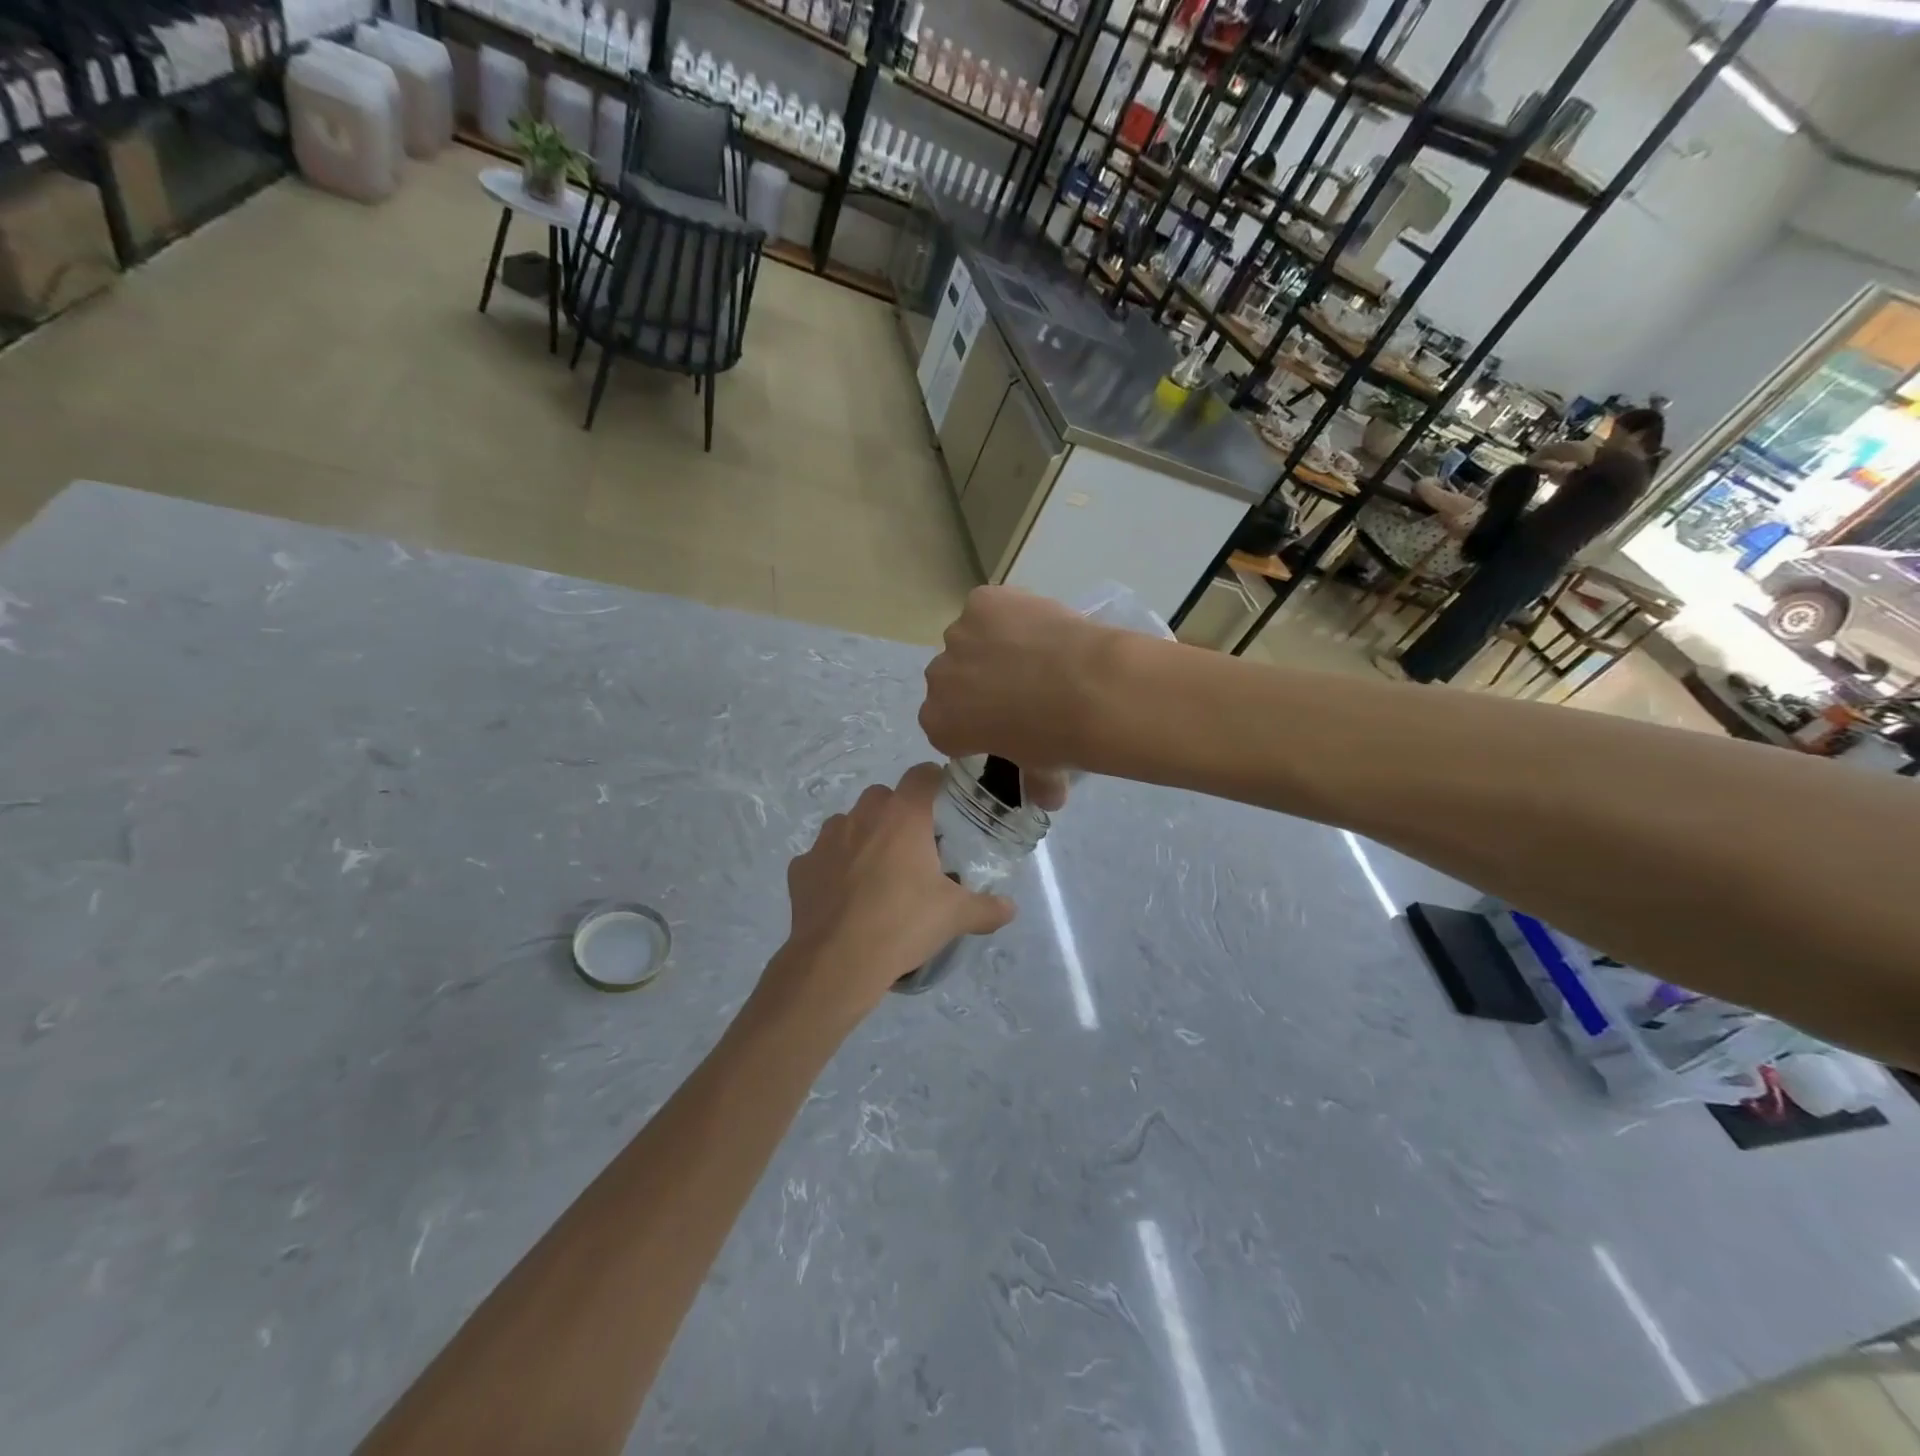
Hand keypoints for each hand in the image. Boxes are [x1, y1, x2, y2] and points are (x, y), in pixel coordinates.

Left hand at [767, 763, 1014, 1022]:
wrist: (837, 962)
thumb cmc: (903, 925)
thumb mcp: (955, 917)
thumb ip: (987, 908)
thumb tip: (1010, 908)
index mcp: (903, 816)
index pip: (923, 775)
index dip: (936, 783)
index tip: (944, 804)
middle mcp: (862, 816)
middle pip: (884, 797)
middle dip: (898, 814)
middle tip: (914, 849)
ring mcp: (826, 839)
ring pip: (850, 823)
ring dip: (864, 837)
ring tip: (876, 874)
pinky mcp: (801, 866)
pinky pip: (822, 856)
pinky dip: (834, 868)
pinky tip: (844, 897)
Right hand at [920, 587, 1115, 810]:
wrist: (1089, 689)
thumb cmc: (1057, 739)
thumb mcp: (1041, 770)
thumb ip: (1035, 782)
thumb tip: (1048, 797)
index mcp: (939, 724)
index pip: (947, 724)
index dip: (974, 721)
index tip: (1003, 722)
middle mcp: (937, 678)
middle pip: (953, 678)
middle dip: (978, 682)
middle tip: (1023, 688)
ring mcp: (958, 635)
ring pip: (971, 639)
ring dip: (994, 645)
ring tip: (1037, 654)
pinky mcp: (982, 601)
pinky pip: (990, 607)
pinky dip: (1010, 614)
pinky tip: (1039, 627)